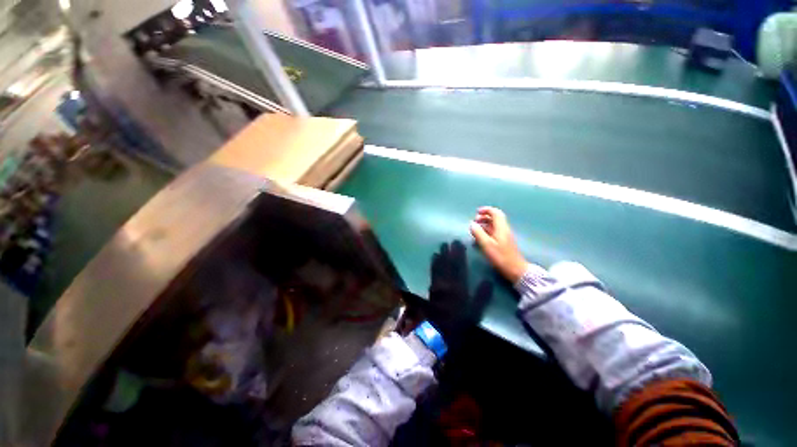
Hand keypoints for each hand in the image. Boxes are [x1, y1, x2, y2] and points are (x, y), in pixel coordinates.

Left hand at [426, 241, 491, 348]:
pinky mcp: (431, 288)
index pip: (459, 265)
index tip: (459, 243)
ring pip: (438, 266)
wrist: (439, 331)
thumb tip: (488, 281)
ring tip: (440, 246)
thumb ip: (482, 296)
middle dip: (448, 251)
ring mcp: (437, 284)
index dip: (459, 253)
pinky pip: (432, 272)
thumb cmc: (459, 321)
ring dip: (440, 255)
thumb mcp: (475, 311)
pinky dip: (433, 264)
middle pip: (447, 263)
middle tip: (448, 241)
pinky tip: (433, 259)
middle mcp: (447, 282)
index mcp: (458, 286)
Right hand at [469, 207, 529, 283]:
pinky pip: (494, 232)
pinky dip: (487, 231)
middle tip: (475, 220)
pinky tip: (481, 237)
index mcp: (501, 228)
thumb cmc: (500, 256)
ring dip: (485, 224)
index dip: (486, 210)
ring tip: (475, 228)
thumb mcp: (486, 244)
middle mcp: (504, 229)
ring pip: (494, 225)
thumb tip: (472, 224)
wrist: (515, 269)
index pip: (495, 213)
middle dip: (484, 217)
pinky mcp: (504, 242)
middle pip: (495, 218)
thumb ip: (478, 233)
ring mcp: (504, 236)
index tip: (477, 212)